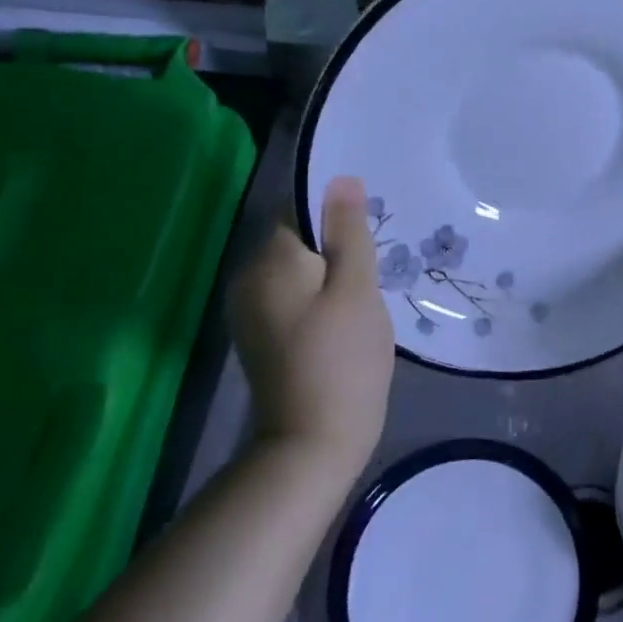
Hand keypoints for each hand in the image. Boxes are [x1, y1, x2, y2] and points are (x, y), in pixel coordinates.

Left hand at [227, 176, 393, 478]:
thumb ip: (348, 230)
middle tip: (374, 266)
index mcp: (269, 259)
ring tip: (363, 291)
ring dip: (327, 270)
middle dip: (334, 243)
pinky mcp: (258, 334)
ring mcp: (248, 309)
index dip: (335, 213)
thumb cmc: (342, 359)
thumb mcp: (356, 288)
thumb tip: (341, 178)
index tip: (369, 232)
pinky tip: (342, 315)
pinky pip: (289, 293)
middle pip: (295, 237)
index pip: (298, 207)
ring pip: (295, 267)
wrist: (312, 443)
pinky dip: (315, 294)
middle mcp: (247, 277)